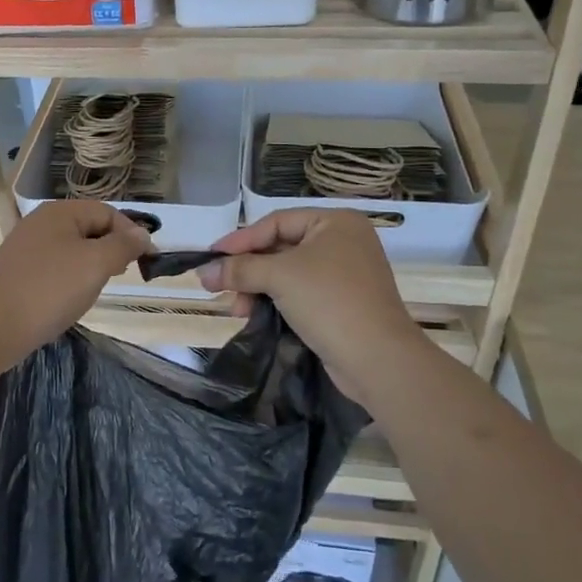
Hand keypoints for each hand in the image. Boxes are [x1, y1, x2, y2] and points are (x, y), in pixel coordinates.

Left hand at [0, 202, 150, 367]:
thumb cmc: (50, 289)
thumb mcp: (96, 263)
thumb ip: (123, 245)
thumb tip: (142, 234)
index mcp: (60, 212)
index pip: (107, 212)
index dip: (131, 233)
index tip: (149, 261)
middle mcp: (40, 222)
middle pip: (88, 227)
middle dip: (111, 248)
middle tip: (123, 273)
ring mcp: (26, 247)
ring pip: (72, 249)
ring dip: (91, 265)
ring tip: (98, 288)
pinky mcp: (17, 272)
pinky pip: (55, 267)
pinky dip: (70, 278)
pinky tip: (71, 299)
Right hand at [200, 210, 425, 397]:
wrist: (377, 359)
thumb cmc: (329, 301)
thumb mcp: (279, 277)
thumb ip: (239, 269)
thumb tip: (203, 272)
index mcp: (336, 222)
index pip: (276, 222)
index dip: (240, 240)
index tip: (210, 257)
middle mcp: (343, 242)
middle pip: (280, 248)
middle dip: (248, 270)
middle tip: (219, 288)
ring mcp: (345, 274)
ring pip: (288, 273)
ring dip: (258, 289)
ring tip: (238, 310)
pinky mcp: (343, 303)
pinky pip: (300, 293)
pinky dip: (276, 301)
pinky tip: (255, 316)